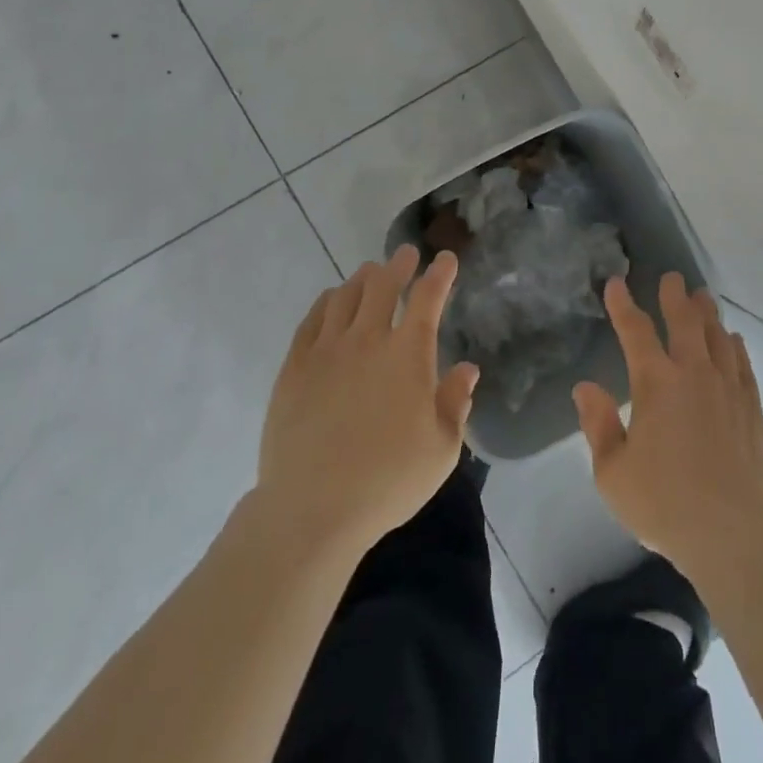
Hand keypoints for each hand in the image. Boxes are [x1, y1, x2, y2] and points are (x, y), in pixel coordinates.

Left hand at [254, 246, 478, 557]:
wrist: (312, 508)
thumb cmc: (387, 481)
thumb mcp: (441, 450)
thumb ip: (456, 403)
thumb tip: (467, 369)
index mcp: (408, 354)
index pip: (428, 299)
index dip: (440, 275)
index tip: (446, 259)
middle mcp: (368, 340)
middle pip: (383, 285)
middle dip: (399, 264)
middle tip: (406, 254)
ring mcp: (327, 350)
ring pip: (346, 296)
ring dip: (363, 278)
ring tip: (370, 272)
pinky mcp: (295, 367)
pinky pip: (312, 320)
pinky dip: (326, 302)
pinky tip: (331, 301)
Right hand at [574, 274, 762, 577]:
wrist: (732, 534)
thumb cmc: (664, 504)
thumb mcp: (613, 473)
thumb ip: (599, 425)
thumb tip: (585, 387)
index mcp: (655, 383)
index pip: (635, 331)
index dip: (623, 304)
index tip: (616, 283)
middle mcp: (693, 373)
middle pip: (684, 321)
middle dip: (674, 296)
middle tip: (672, 278)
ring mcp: (727, 388)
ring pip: (717, 336)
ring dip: (707, 313)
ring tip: (702, 297)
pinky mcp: (752, 409)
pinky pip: (743, 365)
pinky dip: (735, 347)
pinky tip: (733, 340)